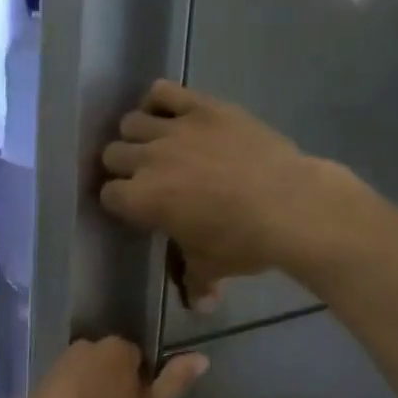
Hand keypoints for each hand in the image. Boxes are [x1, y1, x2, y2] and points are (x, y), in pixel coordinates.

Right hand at [99, 81, 348, 309]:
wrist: (289, 205)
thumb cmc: (242, 242)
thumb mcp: (212, 267)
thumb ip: (196, 283)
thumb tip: (200, 306)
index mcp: (141, 200)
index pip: (108, 194)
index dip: (118, 202)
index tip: (132, 207)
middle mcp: (148, 160)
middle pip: (112, 154)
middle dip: (122, 166)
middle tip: (143, 176)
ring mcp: (175, 129)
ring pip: (131, 121)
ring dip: (137, 134)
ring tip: (155, 145)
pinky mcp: (202, 107)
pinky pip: (165, 91)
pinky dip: (159, 100)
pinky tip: (168, 112)